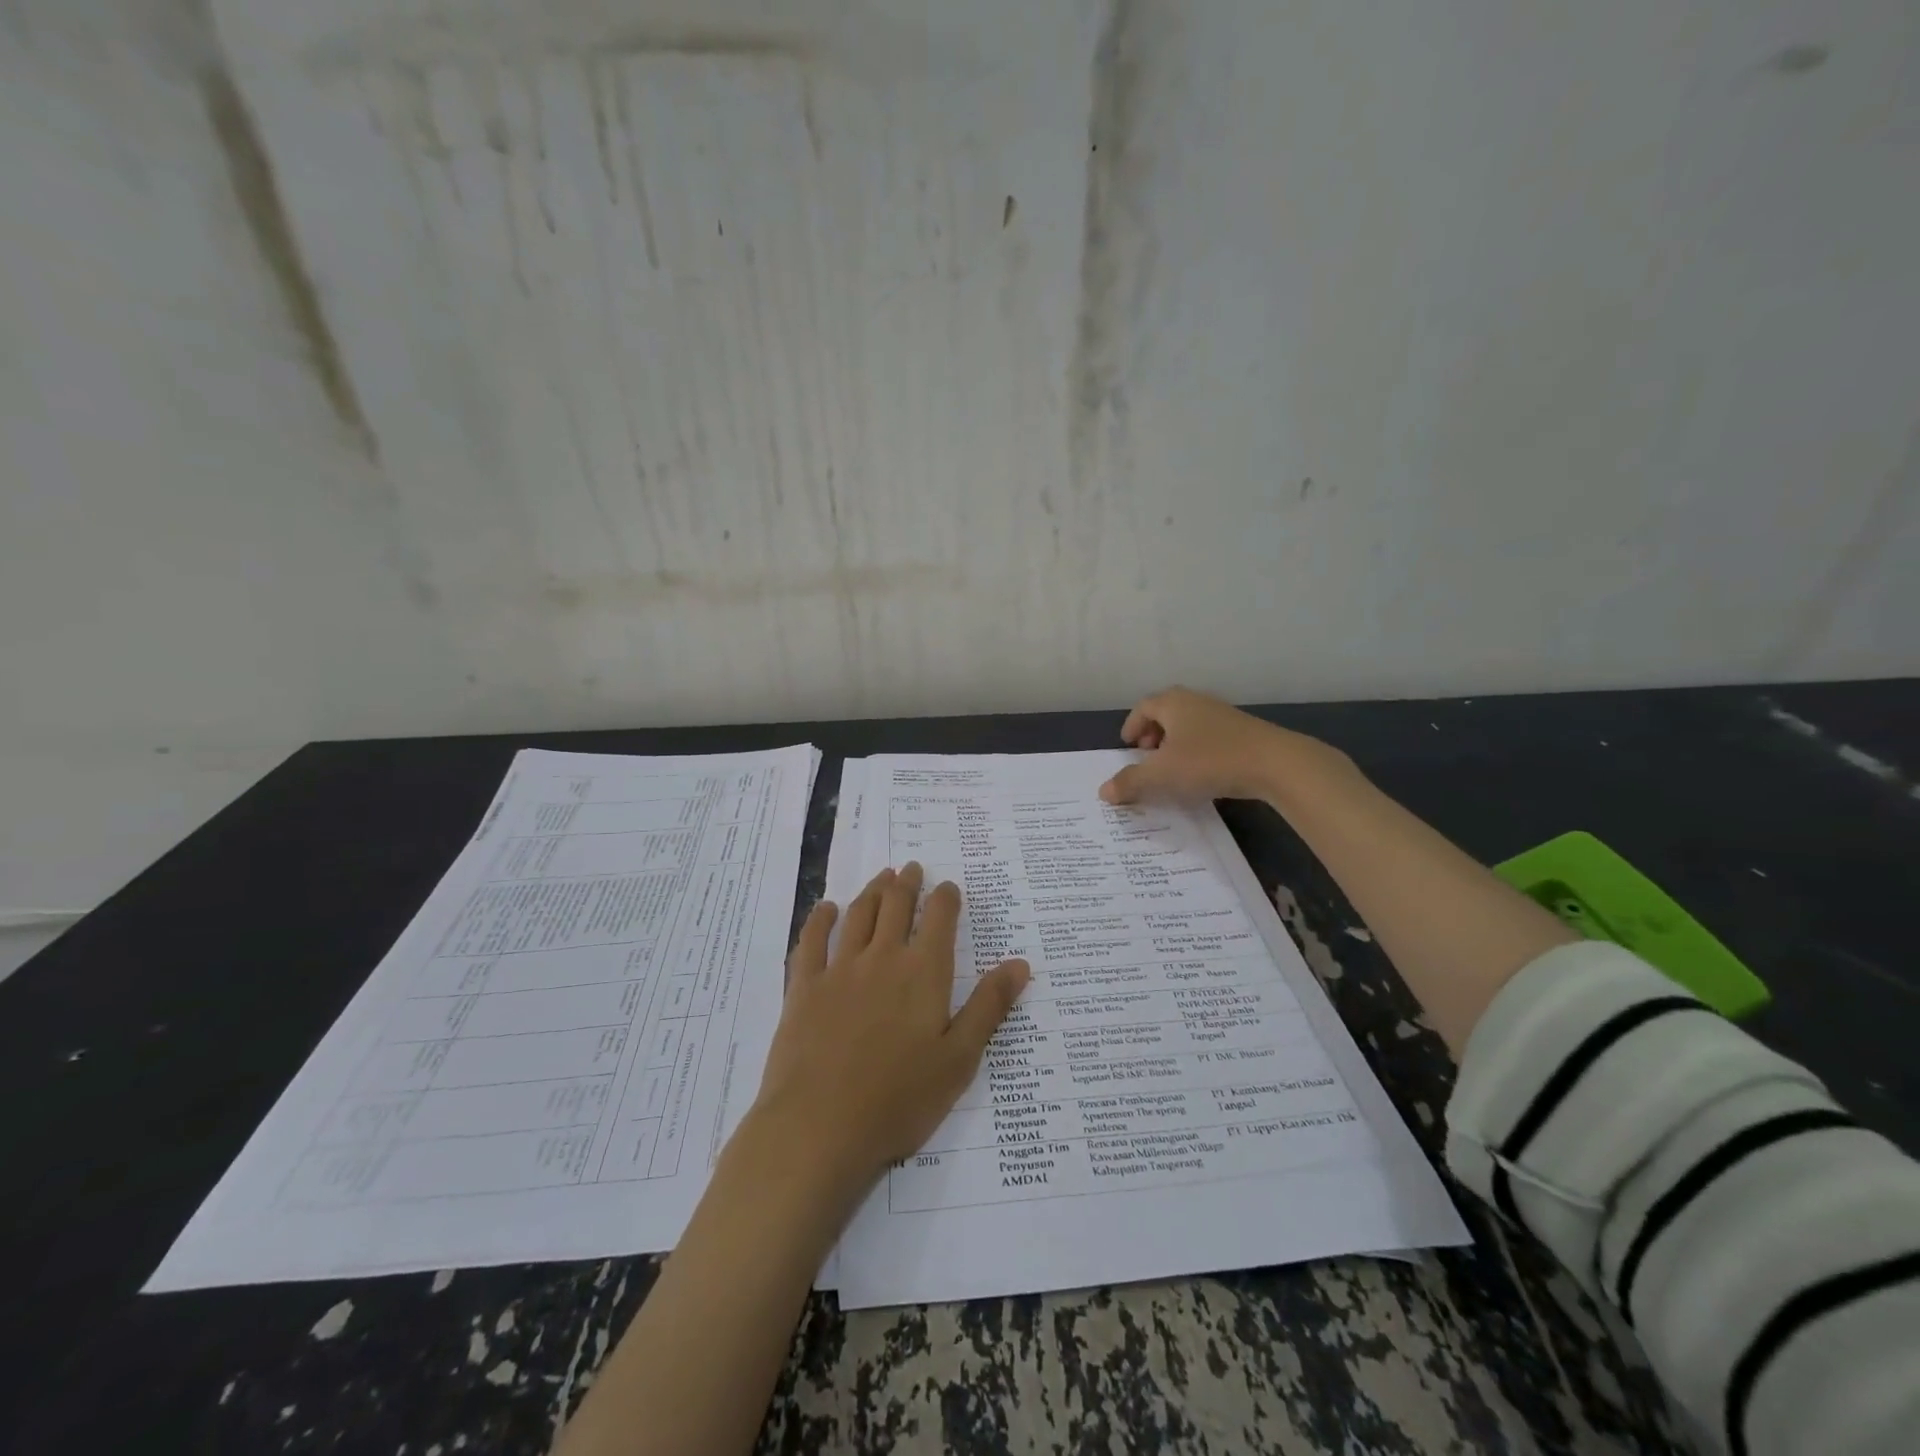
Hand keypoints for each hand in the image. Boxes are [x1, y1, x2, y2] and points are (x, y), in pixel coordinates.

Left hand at [751, 863, 1030, 1188]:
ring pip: (858, 915)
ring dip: (872, 891)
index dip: (945, 898)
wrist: (820, 1126)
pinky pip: (812, 942)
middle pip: (896, 906)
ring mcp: (839, 970)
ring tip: (881, 877)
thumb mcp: (959, 1059)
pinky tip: (826, 908)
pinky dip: (820, 919)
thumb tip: (1020, 964)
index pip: (939, 919)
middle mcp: (882, 958)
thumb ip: (988, 1007)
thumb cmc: (900, 1099)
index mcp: (923, 973)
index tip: (949, 887)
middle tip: (911, 868)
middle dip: (907, 884)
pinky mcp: (804, 988)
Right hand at [1099, 687, 1329, 804]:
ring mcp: (1222, 715)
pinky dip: (1197, 752)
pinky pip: (1209, 738)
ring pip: (1189, 726)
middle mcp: (1196, 702)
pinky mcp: (1243, 732)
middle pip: (1166, 713)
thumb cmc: (1209, 761)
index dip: (1131, 726)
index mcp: (1172, 703)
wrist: (1275, 763)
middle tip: (1147, 757)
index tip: (1127, 747)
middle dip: (1152, 735)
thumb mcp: (1162, 775)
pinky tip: (1201, 775)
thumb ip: (1131, 782)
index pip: (1143, 708)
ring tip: (1172, 769)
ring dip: (1176, 745)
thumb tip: (1103, 791)